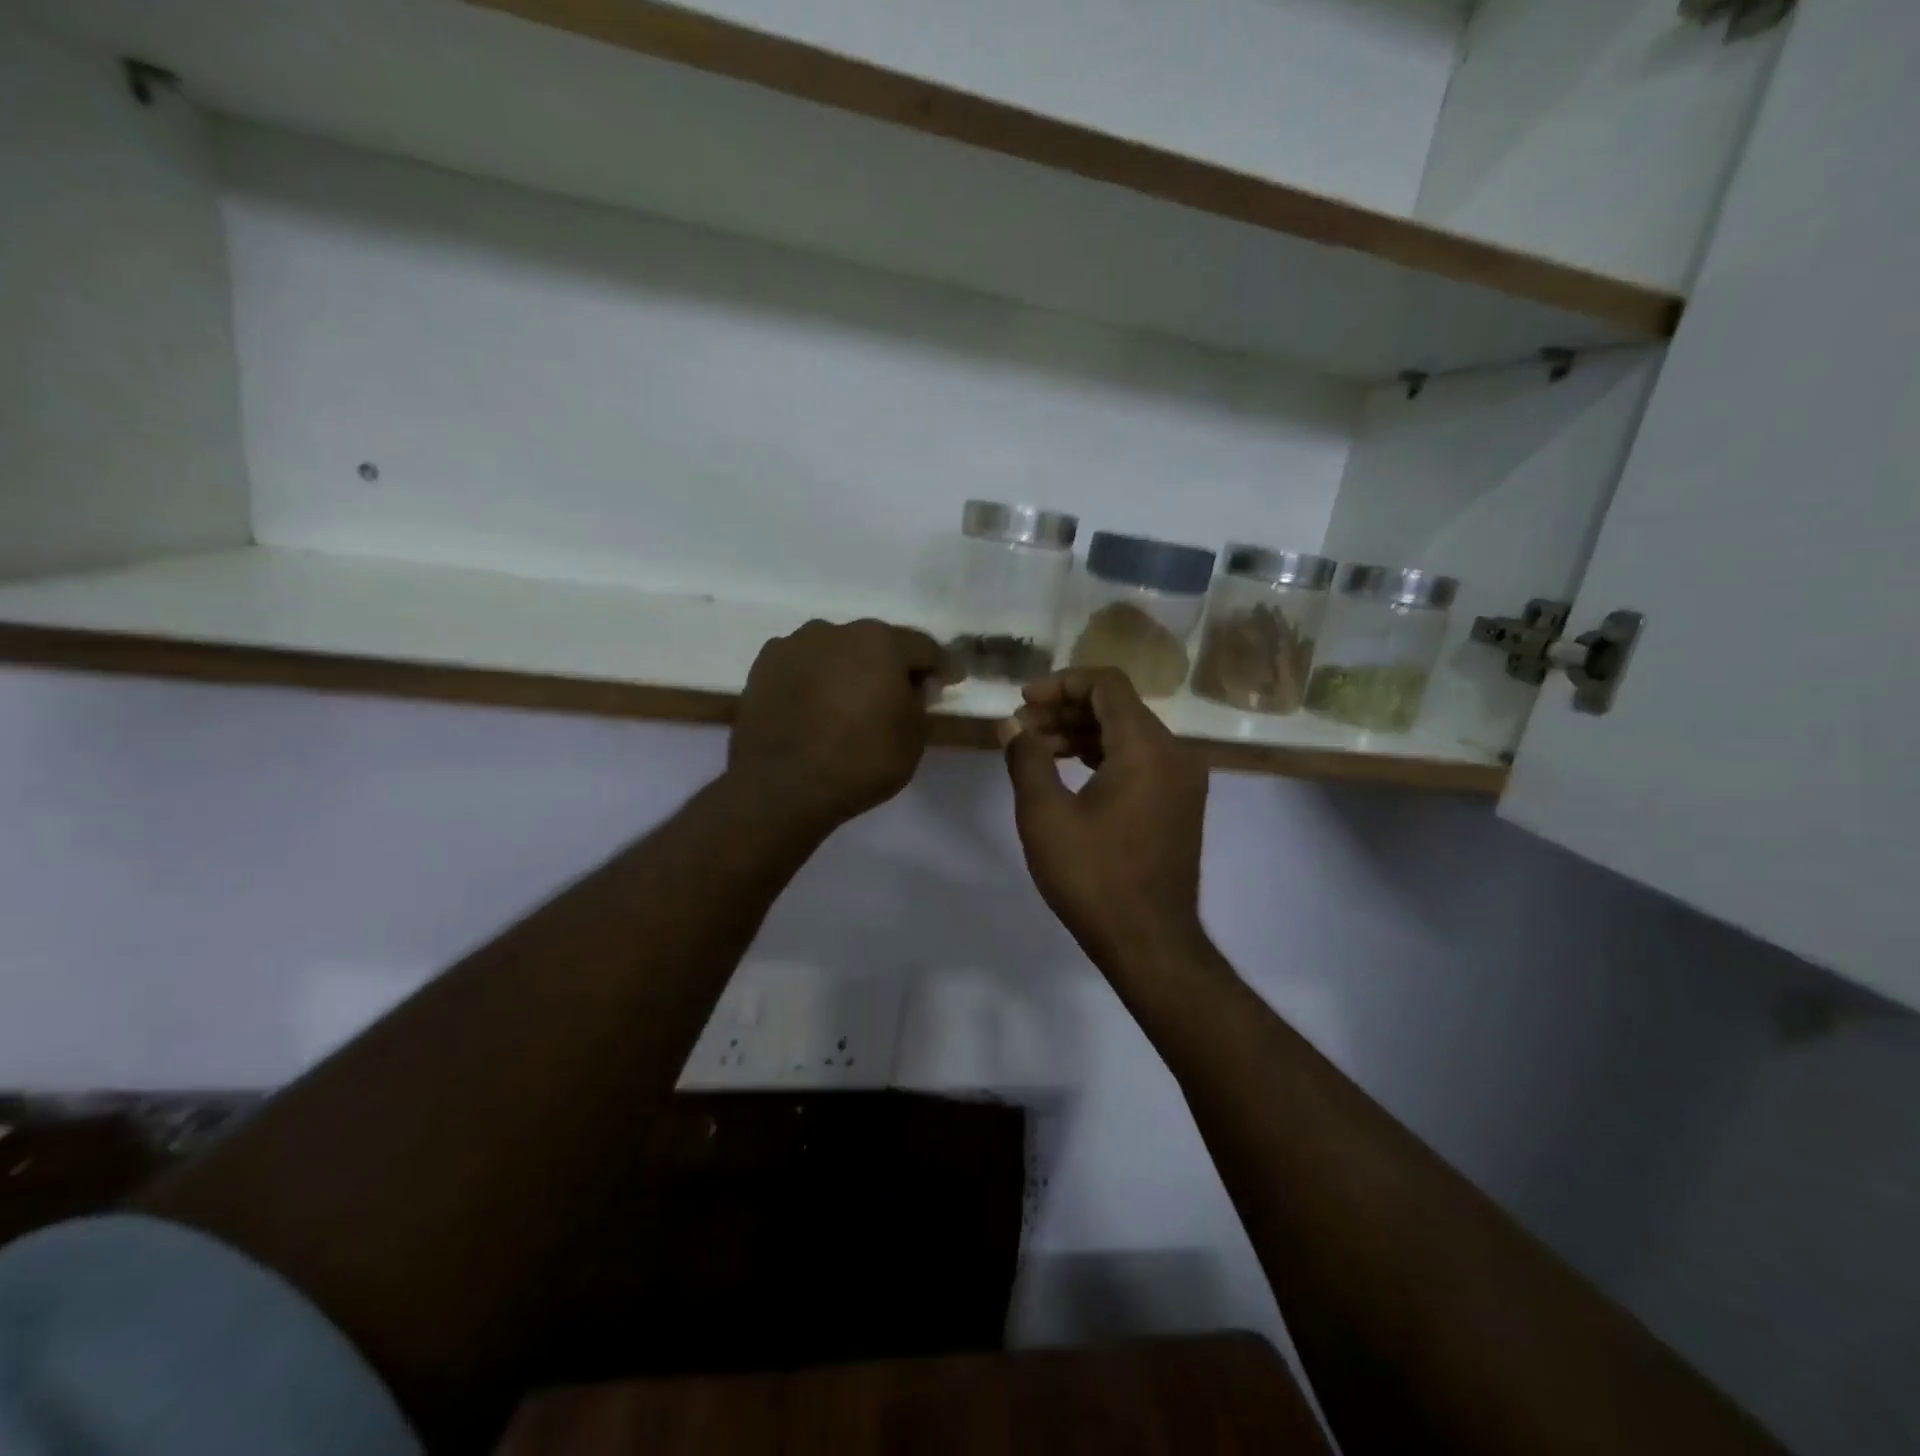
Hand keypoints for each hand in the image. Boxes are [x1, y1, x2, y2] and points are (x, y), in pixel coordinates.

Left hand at [730, 619, 948, 832]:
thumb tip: (912, 685)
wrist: (781, 787)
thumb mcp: (912, 739)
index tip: (950, 681)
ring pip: (835, 652)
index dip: (940, 667)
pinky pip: (803, 667)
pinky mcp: (763, 666)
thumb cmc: (860, 761)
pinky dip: (814, 680)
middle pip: (875, 644)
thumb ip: (919, 702)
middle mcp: (836, 631)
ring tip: (850, 702)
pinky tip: (816, 707)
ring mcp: (795, 645)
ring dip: (848, 670)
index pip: (923, 647)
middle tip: (898, 694)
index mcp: (880, 642)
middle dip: (890, 666)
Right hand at [1000, 668, 1210, 973]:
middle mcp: (1174, 753)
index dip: (1060, 684)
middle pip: (1117, 707)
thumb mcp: (1045, 815)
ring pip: (1127, 734)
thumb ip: (1026, 758)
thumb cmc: (1093, 877)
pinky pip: (1139, 760)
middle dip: (1065, 710)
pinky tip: (1067, 771)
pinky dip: (1102, 756)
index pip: (1106, 684)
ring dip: (1080, 733)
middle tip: (1020, 729)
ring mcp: (1181, 780)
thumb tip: (1010, 725)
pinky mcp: (1178, 803)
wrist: (1149, 942)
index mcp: (1147, 747)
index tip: (1022, 702)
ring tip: (1035, 750)